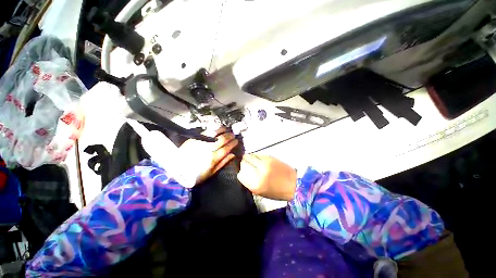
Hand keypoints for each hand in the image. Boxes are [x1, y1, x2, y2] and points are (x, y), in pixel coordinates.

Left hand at [179, 128, 238, 184]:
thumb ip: (223, 162)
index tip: (236, 141)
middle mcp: (208, 149)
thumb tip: (233, 154)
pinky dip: (213, 130)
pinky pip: (206, 132)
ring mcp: (201, 142)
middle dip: (229, 136)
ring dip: (223, 131)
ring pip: (215, 134)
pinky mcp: (195, 139)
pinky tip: (217, 129)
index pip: (226, 148)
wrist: (178, 170)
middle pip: (222, 140)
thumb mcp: (212, 172)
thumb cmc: (197, 174)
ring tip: (227, 129)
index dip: (233, 143)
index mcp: (213, 158)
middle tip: (233, 135)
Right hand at [237, 154, 296, 200]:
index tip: (242, 172)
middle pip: (243, 162)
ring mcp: (264, 163)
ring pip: (250, 156)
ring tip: (252, 161)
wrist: (294, 184)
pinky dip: (256, 156)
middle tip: (245, 164)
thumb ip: (250, 183)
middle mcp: (258, 172)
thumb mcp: (260, 192)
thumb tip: (242, 172)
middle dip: (243, 163)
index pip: (240, 174)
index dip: (241, 172)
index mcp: (255, 185)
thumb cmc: (277, 191)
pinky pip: (258, 154)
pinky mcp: (270, 157)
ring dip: (249, 158)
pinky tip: (258, 159)